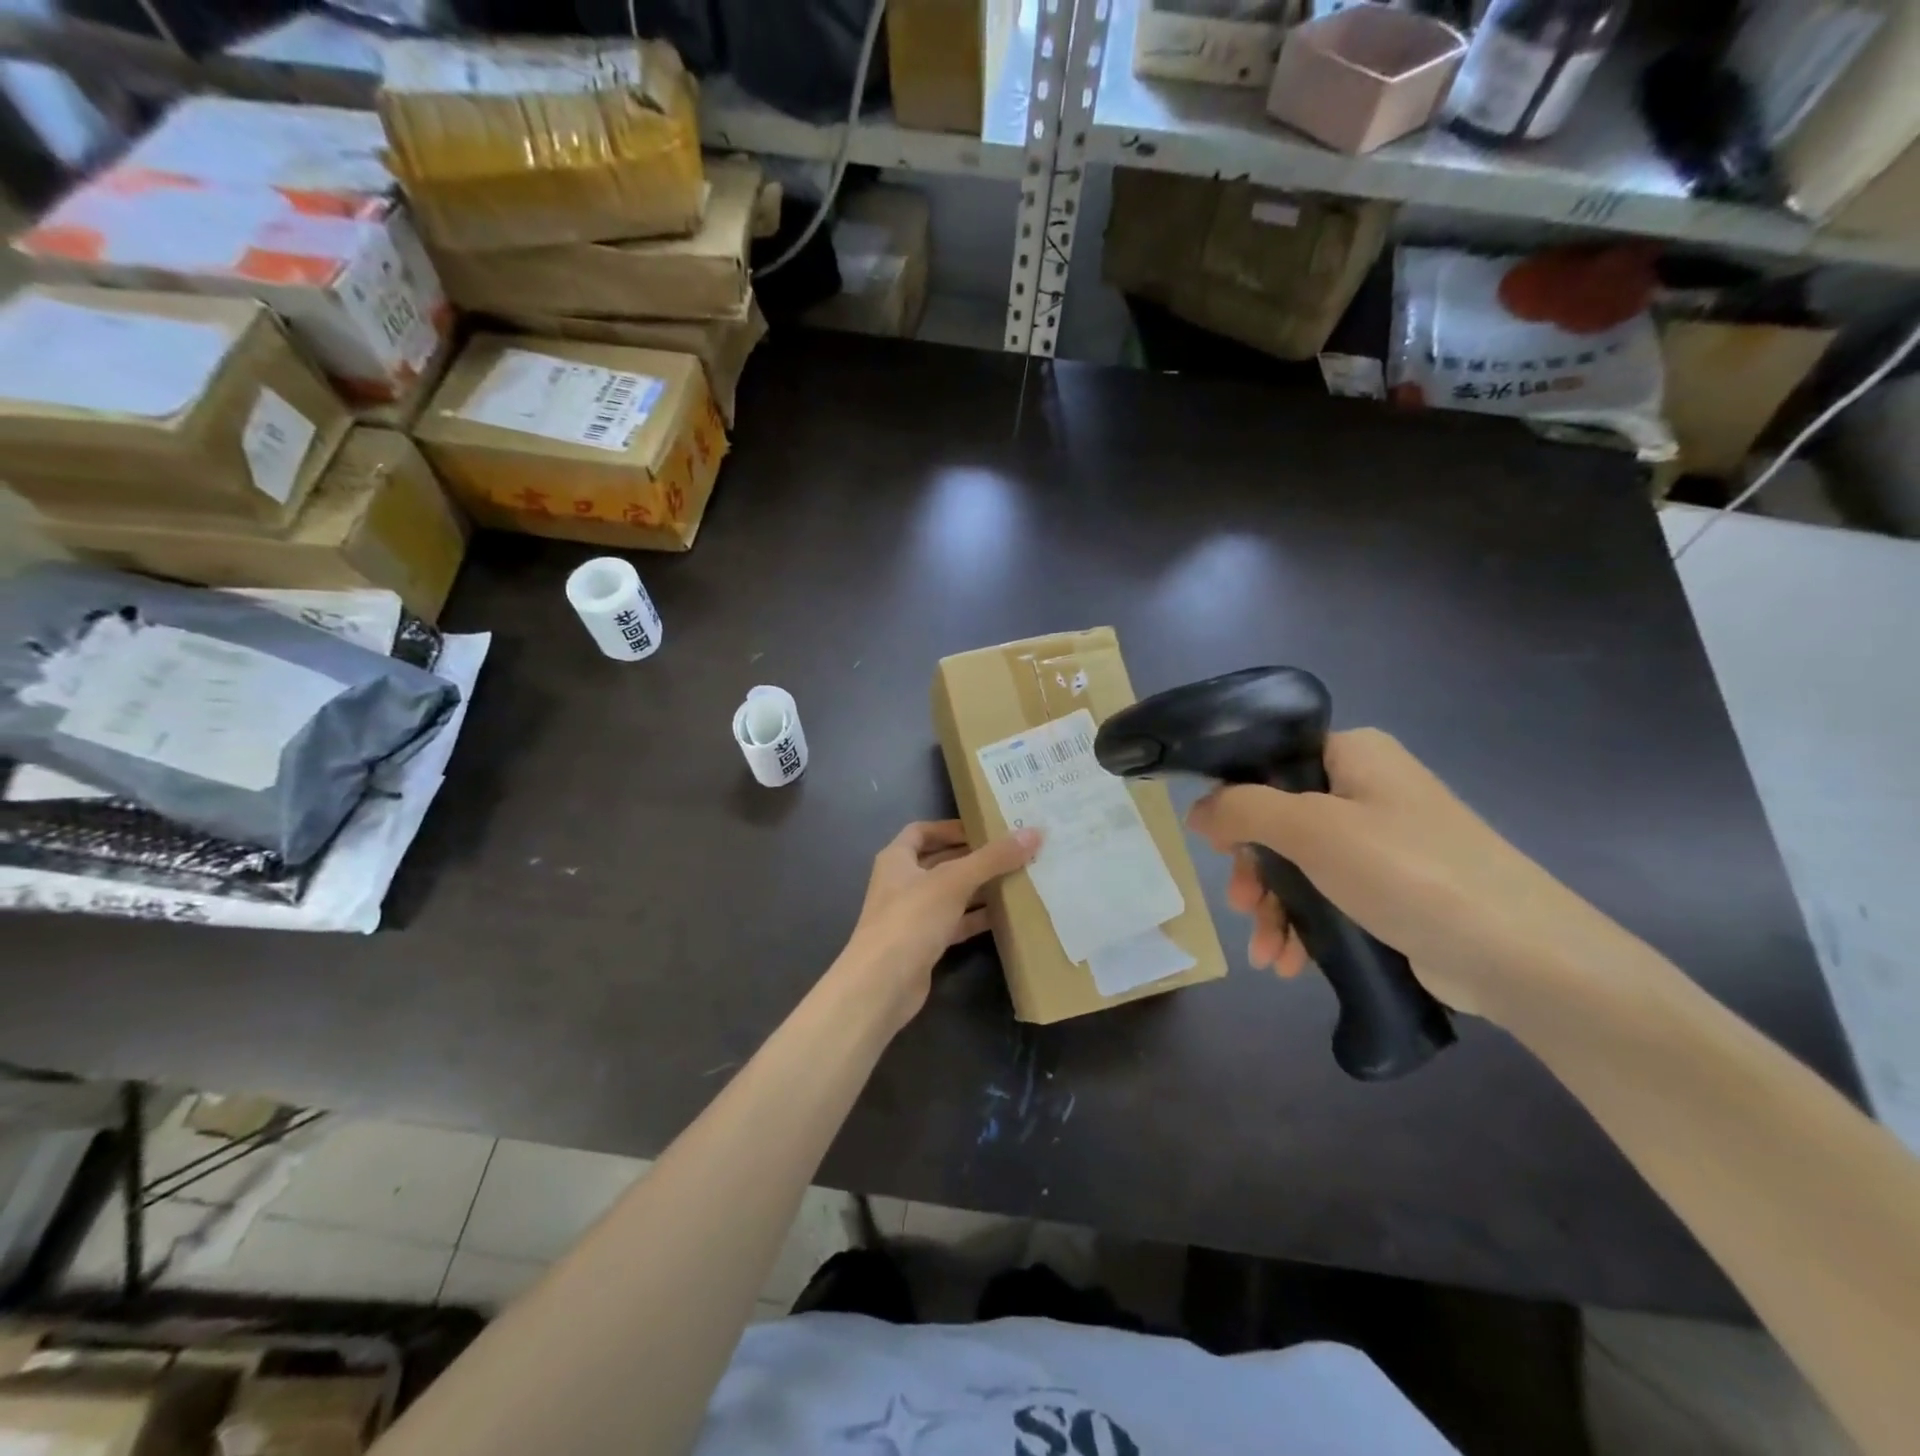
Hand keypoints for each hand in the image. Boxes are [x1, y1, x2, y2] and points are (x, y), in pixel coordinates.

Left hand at [836, 820, 1040, 1029]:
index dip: (950, 828)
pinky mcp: (924, 944)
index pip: (922, 831)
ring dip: (979, 888)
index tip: (984, 829)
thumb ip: (993, 858)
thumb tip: (1033, 833)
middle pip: (940, 862)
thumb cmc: (911, 919)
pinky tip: (1005, 915)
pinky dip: (976, 917)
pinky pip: (955, 923)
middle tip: (1012, 853)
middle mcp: (901, 883)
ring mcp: (912, 915)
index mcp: (897, 859)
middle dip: (973, 858)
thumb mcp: (954, 881)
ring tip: (1017, 879)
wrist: (882, 985)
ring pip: (950, 894)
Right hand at [1187, 729, 1613, 1021]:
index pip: (1271, 761)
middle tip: (1242, 906)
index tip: (1217, 846)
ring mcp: (1383, 842)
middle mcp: (1367, 790)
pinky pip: (1329, 896)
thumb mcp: (1312, 830)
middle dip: (1255, 871)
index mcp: (1354, 755)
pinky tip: (1288, 962)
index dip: (1235, 800)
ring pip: (1301, 865)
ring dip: (1274, 909)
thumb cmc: (1407, 872)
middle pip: (1280, 820)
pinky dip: (1304, 926)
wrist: (1519, 955)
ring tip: (1266, 953)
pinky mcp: (1393, 890)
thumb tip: (1196, 811)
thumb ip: (1244, 810)